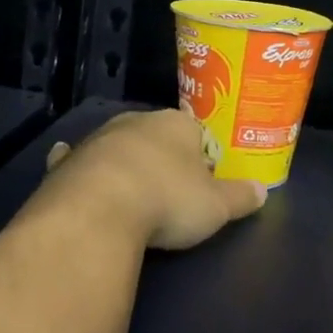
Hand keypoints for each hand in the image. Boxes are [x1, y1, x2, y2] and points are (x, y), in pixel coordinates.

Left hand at [39, 108, 265, 250]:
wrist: (98, 211)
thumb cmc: (167, 200)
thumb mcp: (215, 206)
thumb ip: (239, 197)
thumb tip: (263, 191)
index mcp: (176, 124)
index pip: (196, 132)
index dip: (201, 155)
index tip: (203, 179)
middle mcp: (137, 121)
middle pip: (156, 135)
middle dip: (162, 155)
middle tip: (169, 186)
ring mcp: (99, 139)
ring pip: (118, 144)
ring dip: (124, 160)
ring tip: (131, 190)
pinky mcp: (68, 162)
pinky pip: (76, 158)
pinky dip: (77, 162)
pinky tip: (72, 168)